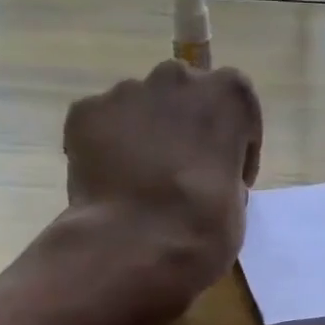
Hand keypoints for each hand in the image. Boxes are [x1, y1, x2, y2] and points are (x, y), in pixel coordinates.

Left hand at [63, 59, 262, 305]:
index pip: (238, 109)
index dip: (236, 145)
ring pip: (140, 107)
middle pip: (185, 96)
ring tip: (141, 182)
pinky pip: (102, 124)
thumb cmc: (202, 227)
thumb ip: (225, 173)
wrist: (134, 245)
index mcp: (228, 95)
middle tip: (184, 173)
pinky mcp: (86, 112)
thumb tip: (207, 177)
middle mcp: (177, 79)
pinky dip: (106, 147)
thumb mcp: (237, 202)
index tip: (230, 177)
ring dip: (146, 136)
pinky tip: (111, 184)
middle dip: (186, 127)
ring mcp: (126, 92)